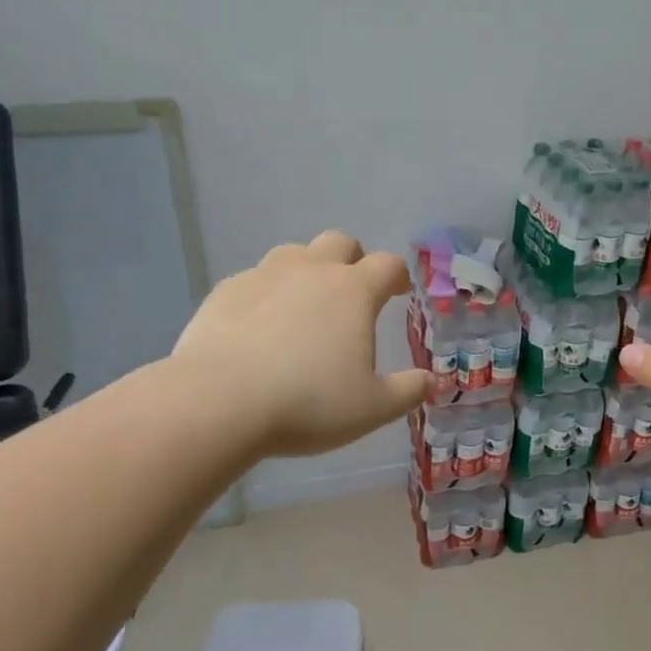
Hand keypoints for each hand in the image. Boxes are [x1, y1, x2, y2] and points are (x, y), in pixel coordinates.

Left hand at [170, 231, 430, 457]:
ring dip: (307, 270)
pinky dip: (266, 294)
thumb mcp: (372, 408)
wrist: (218, 403)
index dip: (398, 275)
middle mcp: (311, 271)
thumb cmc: (308, 403)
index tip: (399, 291)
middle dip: (353, 259)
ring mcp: (264, 276)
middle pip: (339, 242)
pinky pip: (254, 280)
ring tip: (305, 306)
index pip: (388, 265)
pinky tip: (259, 326)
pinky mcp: (225, 291)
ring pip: (294, 253)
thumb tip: (432, 382)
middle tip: (352, 291)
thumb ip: (408, 391)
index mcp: (353, 291)